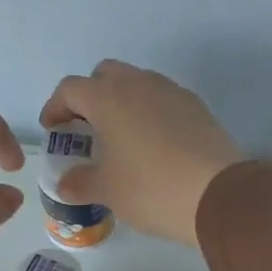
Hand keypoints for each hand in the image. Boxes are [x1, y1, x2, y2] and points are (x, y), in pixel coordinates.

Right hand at [38, 60, 241, 246]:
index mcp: (108, 98)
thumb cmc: (150, 189)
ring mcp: (172, 92)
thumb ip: (80, 183)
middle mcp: (139, 84)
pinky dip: (150, 114)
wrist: (217, 195)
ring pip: (137, 84)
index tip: (54, 131)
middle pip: (105, 76)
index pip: (70, 89)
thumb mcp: (107, 191)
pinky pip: (163, 101)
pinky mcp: (197, 107)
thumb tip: (65, 183)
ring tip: (120, 139)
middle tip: (87, 130)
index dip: (56, 108)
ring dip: (122, 104)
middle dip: (91, 97)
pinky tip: (153, 146)